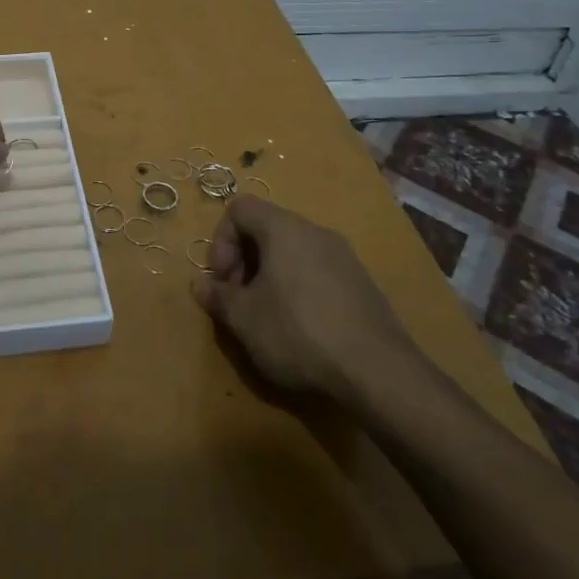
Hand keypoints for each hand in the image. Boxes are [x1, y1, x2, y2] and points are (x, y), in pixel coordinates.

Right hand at [192, 195, 424, 401]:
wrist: (378, 370)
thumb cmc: (298, 332)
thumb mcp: (244, 319)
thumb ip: (217, 297)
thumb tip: (200, 285)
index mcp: (283, 228)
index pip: (239, 208)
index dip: (221, 240)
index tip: (223, 279)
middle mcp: (315, 231)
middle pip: (266, 228)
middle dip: (243, 260)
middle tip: (239, 300)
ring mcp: (343, 256)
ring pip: (292, 251)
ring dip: (269, 276)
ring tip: (266, 317)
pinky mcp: (361, 283)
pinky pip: (317, 271)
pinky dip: (298, 288)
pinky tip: (300, 328)